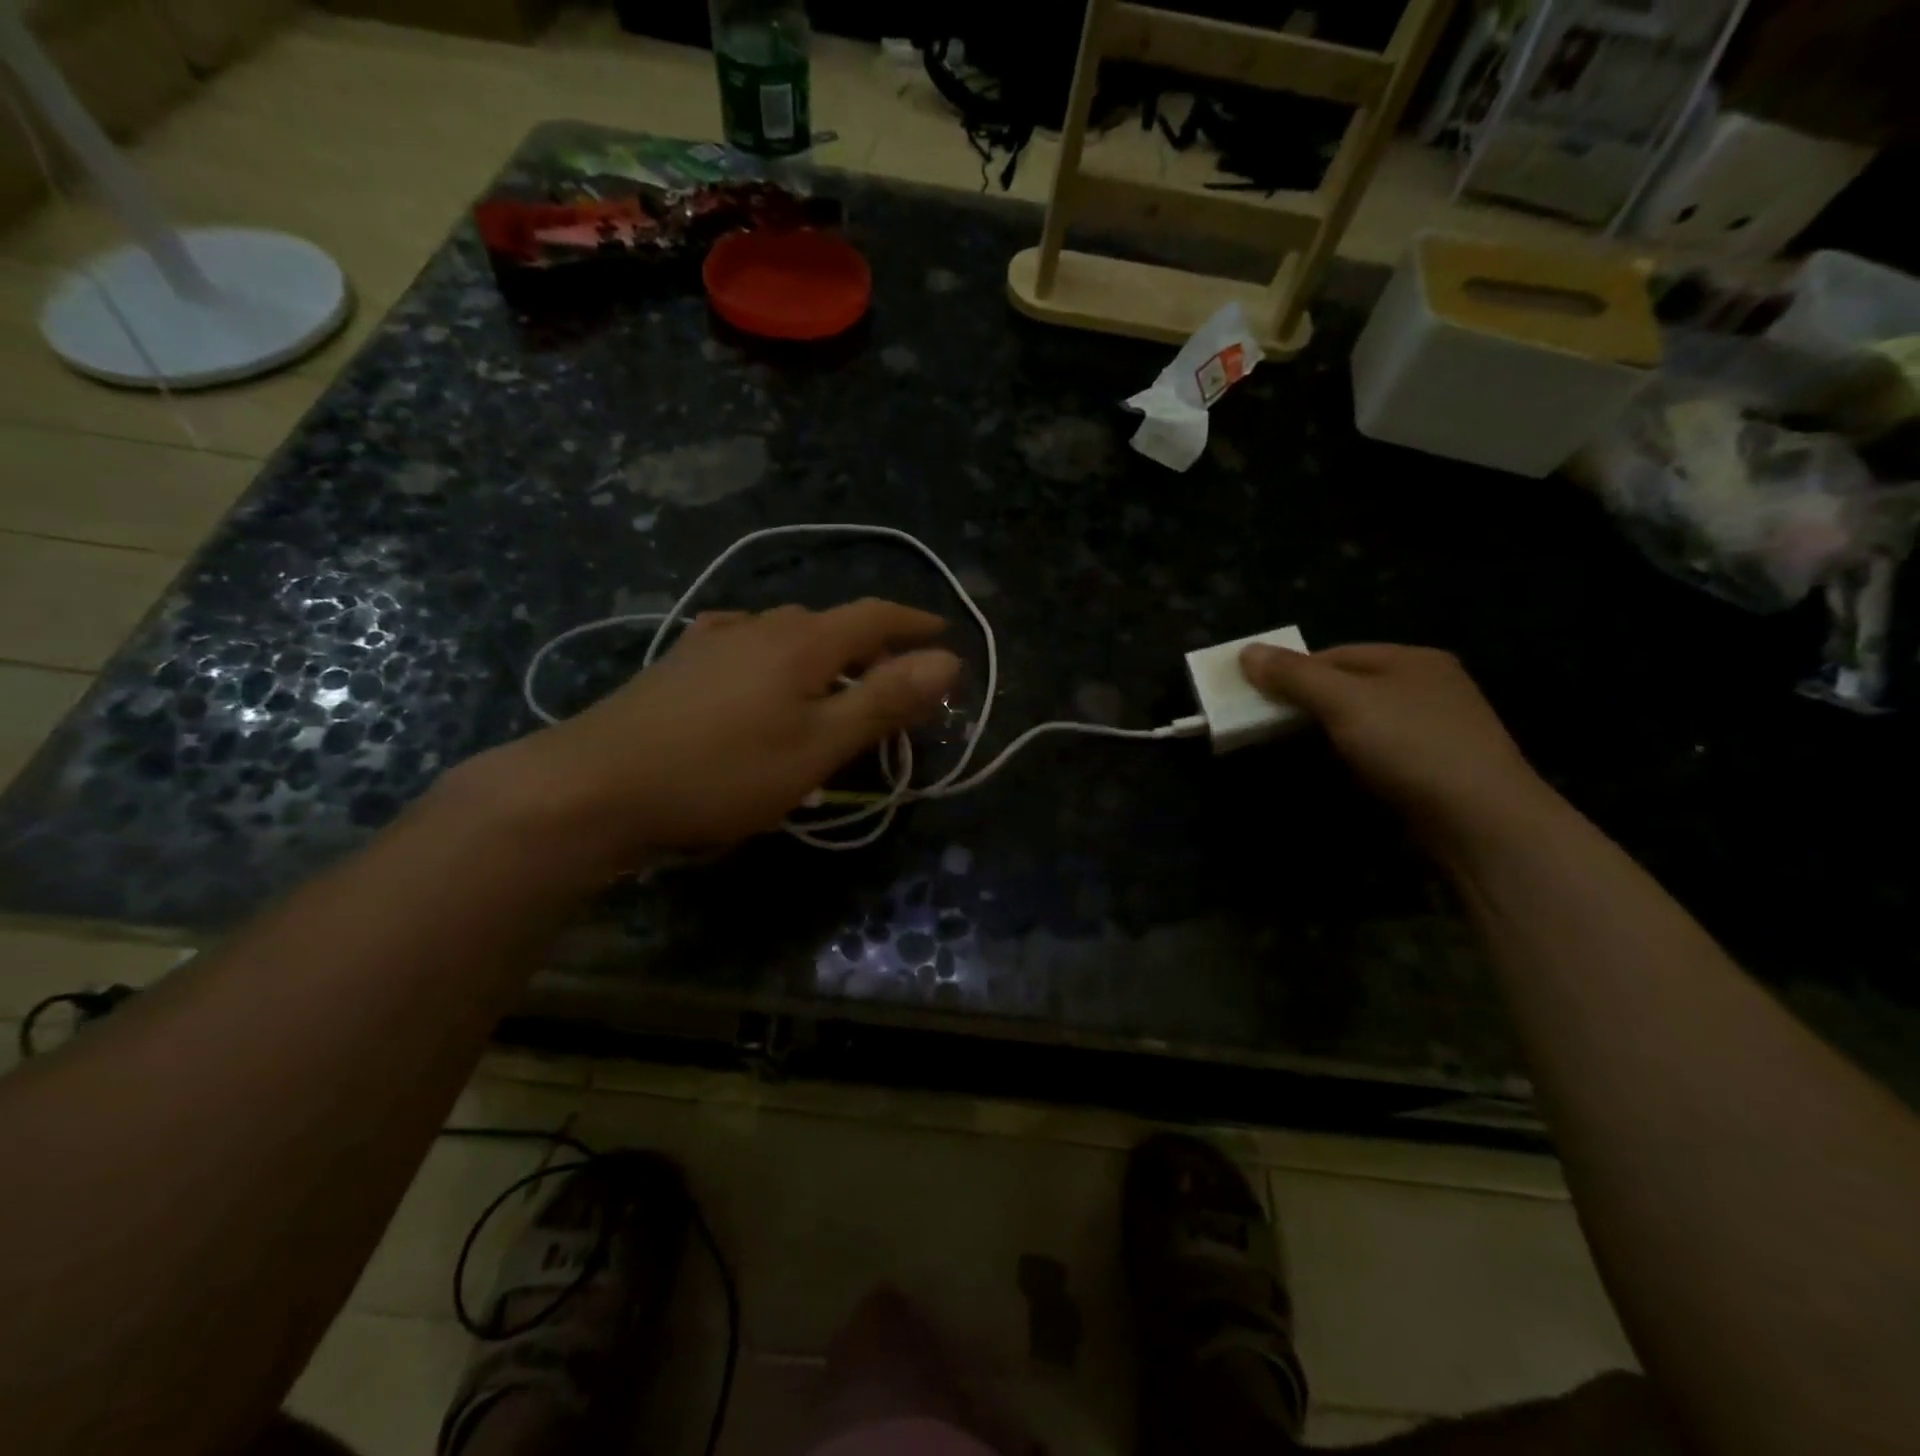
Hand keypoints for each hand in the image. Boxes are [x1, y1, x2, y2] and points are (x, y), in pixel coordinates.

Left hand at [473, 600, 960, 865]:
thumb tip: (948, 661)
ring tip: (834, 682)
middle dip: (872, 644)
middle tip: (895, 679)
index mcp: (802, 641)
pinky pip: (745, 645)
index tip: (944, 634)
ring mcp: (713, 640)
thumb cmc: (724, 771)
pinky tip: (759, 674)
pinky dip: (775, 658)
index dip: (914, 623)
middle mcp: (759, 626)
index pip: (874, 616)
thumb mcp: (819, 745)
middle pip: (831, 623)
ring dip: (823, 652)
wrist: (596, 785)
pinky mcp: (680, 663)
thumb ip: (884, 701)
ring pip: (786, 633)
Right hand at [1239, 642, 1548, 844]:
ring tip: (1292, 750)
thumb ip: (1295, 676)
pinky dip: (1351, 757)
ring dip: (1326, 733)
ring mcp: (1435, 730)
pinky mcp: (1434, 768)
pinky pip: (1379, 752)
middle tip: (1266, 725)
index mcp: (1412, 660)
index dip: (1292, 671)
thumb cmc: (1411, 747)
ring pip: (1363, 721)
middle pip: (1349, 686)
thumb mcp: (1345, 702)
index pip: (1335, 655)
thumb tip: (1246, 651)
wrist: (1482, 821)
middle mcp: (1427, 687)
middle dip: (1307, 703)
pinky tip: (1336, 772)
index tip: (1255, 696)